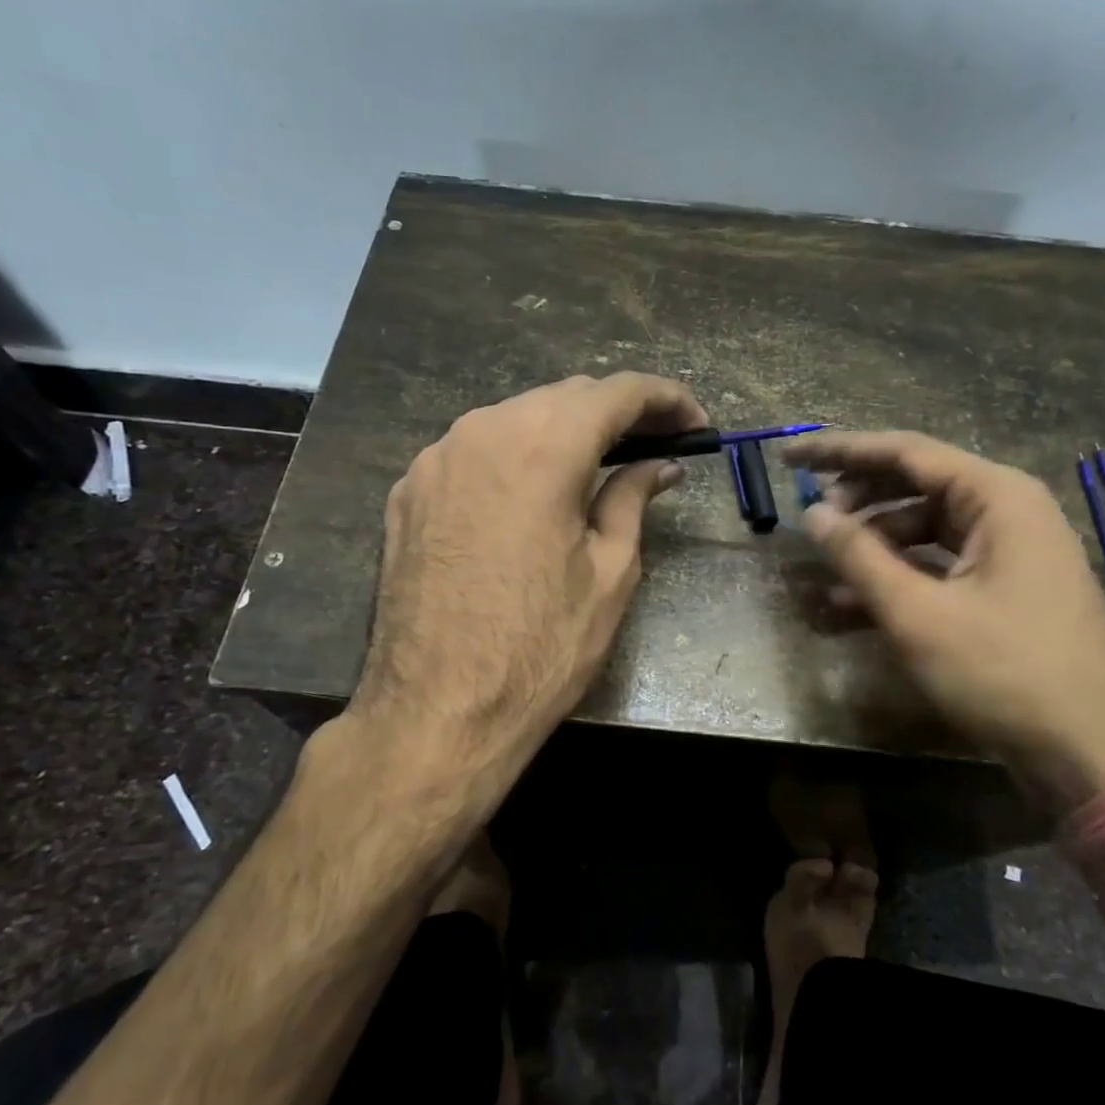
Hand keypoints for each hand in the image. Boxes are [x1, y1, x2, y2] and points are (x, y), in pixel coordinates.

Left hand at [348, 372, 706, 785]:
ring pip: (515, 418)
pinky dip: (515, 456)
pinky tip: (533, 493)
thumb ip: (633, 500)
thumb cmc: (540, 649)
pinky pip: (474, 450)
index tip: (696, 424)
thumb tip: (660, 466)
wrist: (435, 712)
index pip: (617, 392)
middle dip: (616, 412)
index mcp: (542, 447)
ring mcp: (435, 459)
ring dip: (564, 431)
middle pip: (563, 398)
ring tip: (600, 467)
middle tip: (656, 445)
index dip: (666, 398)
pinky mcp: (408, 491)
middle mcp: (482, 432)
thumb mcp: (609, 574)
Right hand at [782, 431, 1104, 809]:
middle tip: (810, 518)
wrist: (1092, 755)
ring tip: (822, 573)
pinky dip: (897, 580)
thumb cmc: (1004, 672)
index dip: (839, 451)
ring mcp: (1010, 554)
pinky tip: (851, 607)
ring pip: (924, 531)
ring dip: (872, 548)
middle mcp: (1007, 512)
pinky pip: (939, 568)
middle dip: (857, 501)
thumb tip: (813, 514)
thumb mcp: (918, 613)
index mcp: (996, 497)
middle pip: (915, 486)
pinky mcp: (1005, 592)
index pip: (904, 452)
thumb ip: (859, 556)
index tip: (788, 458)